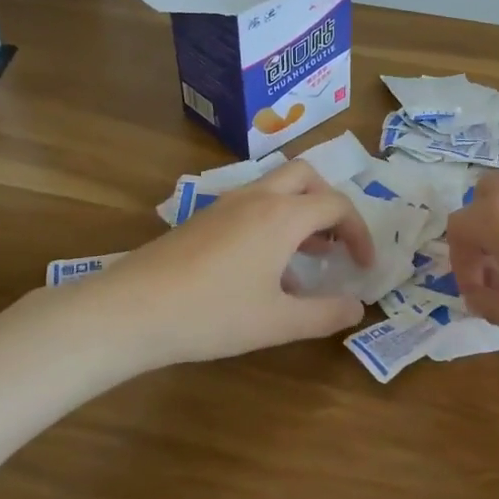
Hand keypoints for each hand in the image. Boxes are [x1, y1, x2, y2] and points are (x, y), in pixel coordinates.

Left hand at [79, 160, 376, 368]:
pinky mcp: (204, 218)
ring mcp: (226, 204)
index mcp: (282, 216)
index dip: (359, 232)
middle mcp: (257, 198)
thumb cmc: (213, 314)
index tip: (365, 265)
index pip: (337, 205)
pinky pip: (252, 205)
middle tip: (335, 241)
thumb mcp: (277, 322)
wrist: (132, 309)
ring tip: (307, 258)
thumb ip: (325, 314)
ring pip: (276, 188)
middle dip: (330, 203)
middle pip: (306, 176)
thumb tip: (357, 308)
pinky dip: (273, 222)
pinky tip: (264, 269)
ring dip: (300, 212)